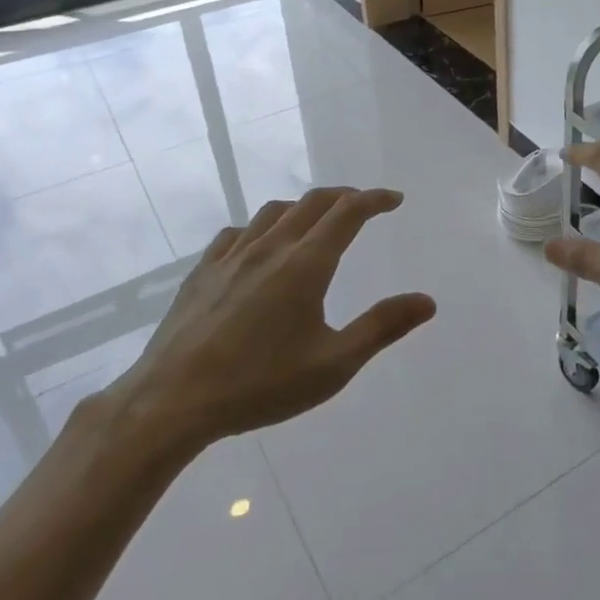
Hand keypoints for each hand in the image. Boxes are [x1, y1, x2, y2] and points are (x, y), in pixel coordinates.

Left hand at [102, 187, 435, 467]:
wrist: (171, 402)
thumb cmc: (260, 385)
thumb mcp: (333, 364)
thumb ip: (382, 328)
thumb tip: (427, 301)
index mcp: (306, 264)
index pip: (348, 213)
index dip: (375, 200)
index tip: (394, 199)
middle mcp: (271, 247)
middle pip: (313, 202)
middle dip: (344, 196)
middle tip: (364, 205)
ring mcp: (231, 256)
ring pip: (274, 211)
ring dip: (304, 207)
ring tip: (316, 221)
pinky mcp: (202, 271)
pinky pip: (238, 232)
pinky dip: (262, 227)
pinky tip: (259, 246)